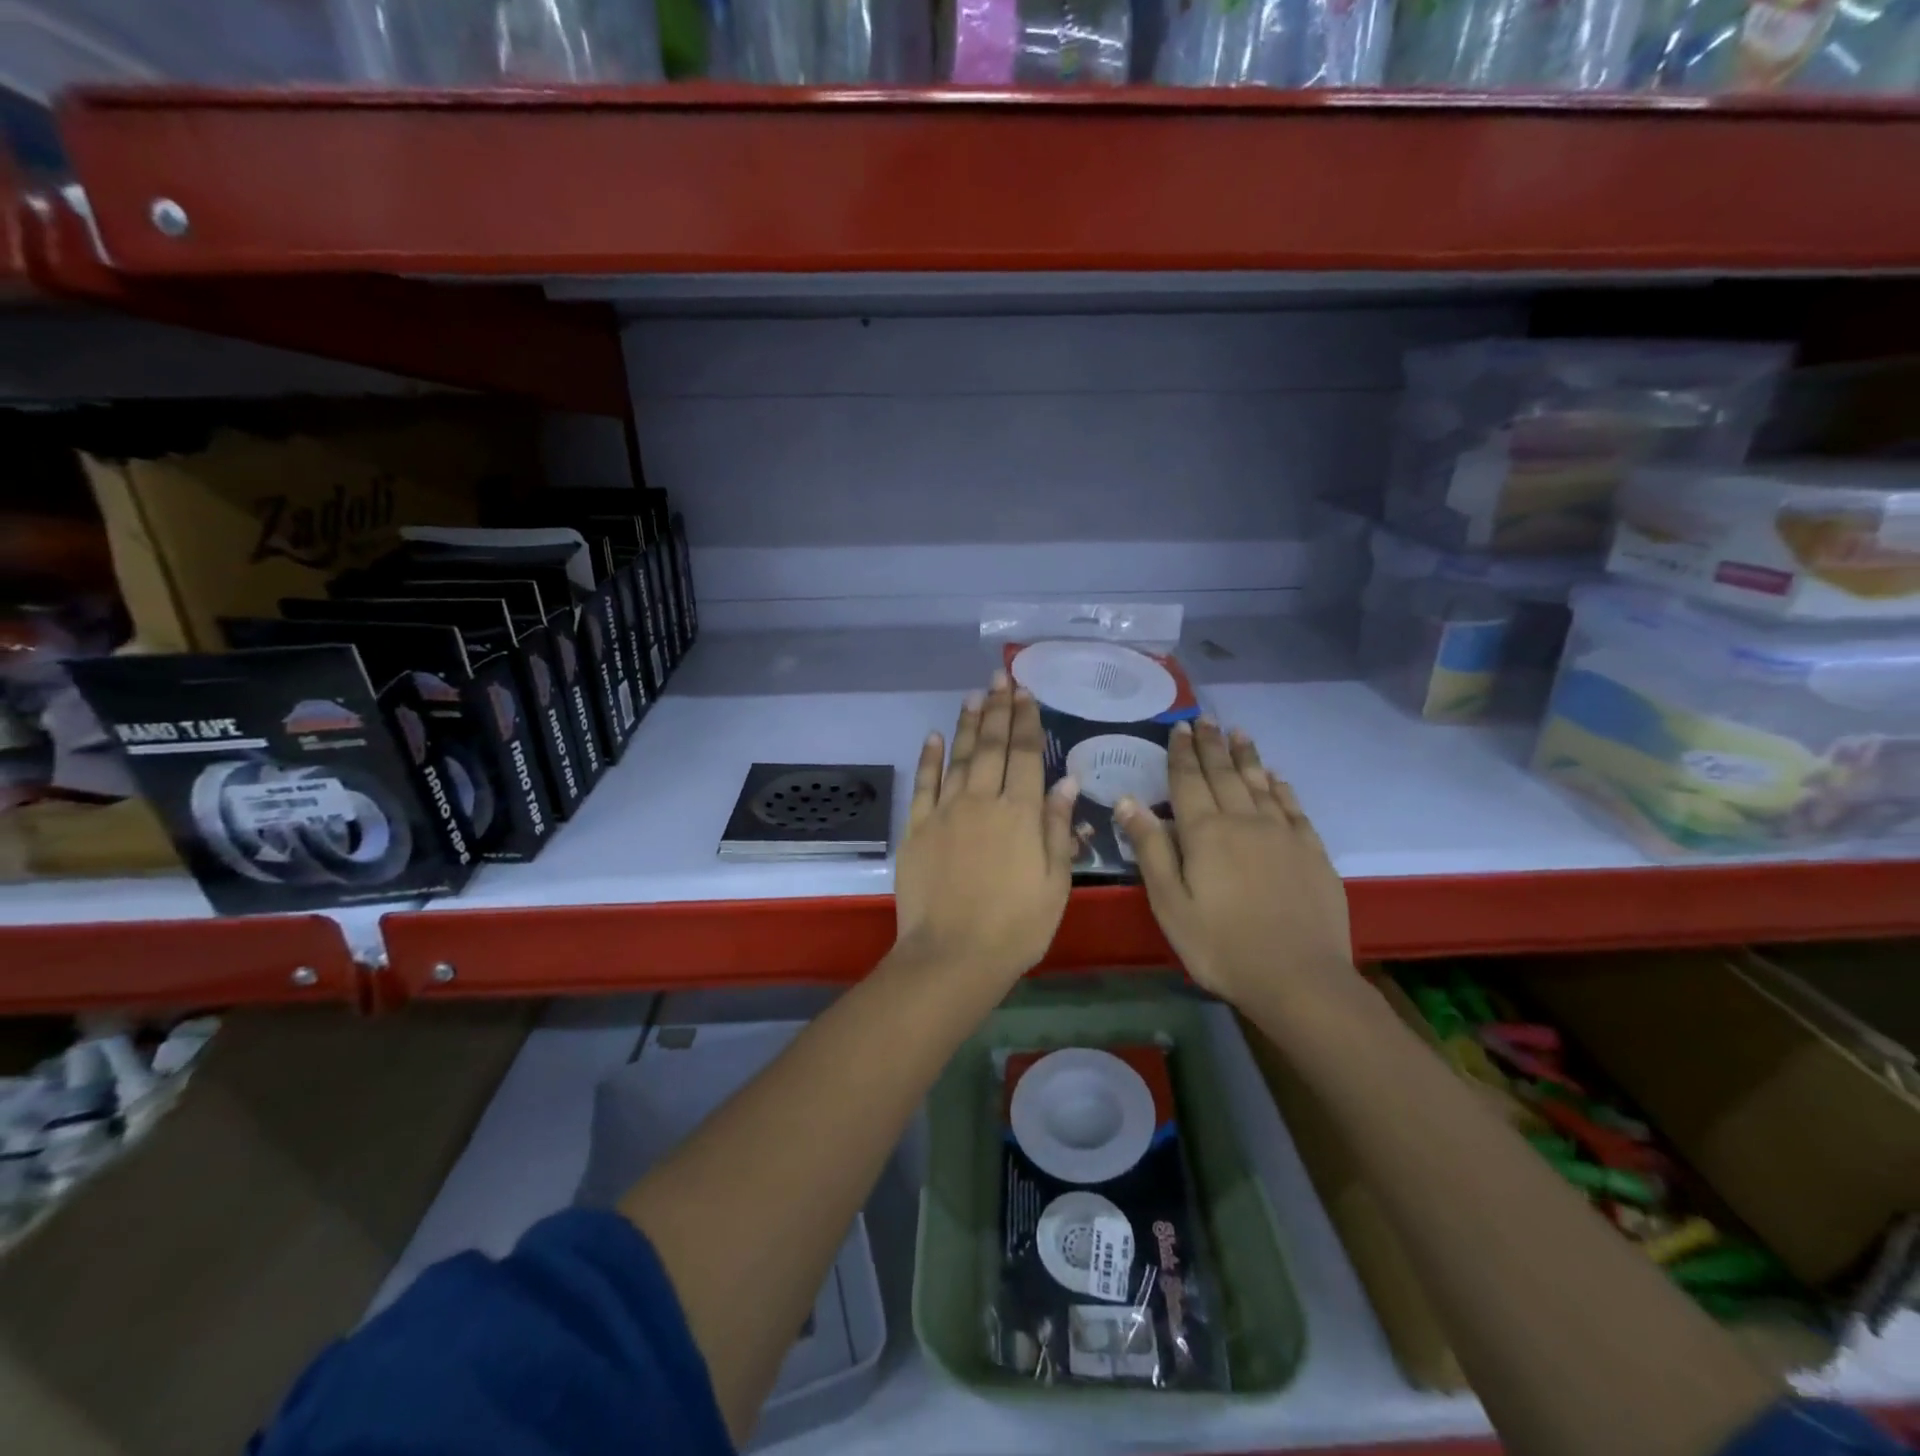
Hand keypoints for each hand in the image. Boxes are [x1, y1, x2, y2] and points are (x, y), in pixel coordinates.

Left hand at [894, 673, 1078, 989]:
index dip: (1027, 721)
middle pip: (992, 746)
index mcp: (1021, 813)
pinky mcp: (917, 827)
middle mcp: (983, 801)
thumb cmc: (1015, 926)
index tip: (1026, 694)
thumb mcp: (1055, 883)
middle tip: (1000, 678)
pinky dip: (929, 757)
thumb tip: (1067, 781)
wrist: (952, 955)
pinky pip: (924, 783)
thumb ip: (1059, 829)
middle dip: (998, 709)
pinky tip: (932, 735)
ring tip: (974, 695)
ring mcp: (946, 811)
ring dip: (967, 723)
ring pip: (959, 756)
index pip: (1026, 755)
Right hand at [1116, 719, 1353, 1010]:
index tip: (1179, 726)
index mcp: (1205, 833)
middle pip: (1224, 774)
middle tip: (1206, 719)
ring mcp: (1283, 834)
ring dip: (1247, 756)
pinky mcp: (1312, 852)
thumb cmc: (1220, 945)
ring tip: (1239, 733)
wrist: (1299, 978)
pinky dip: (1281, 788)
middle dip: (1212, 745)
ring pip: (1260, 783)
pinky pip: (1293, 807)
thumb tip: (1127, 801)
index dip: (1181, 753)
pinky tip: (1276, 778)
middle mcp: (1244, 821)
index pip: (1188, 781)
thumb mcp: (1170, 903)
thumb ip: (1150, 849)